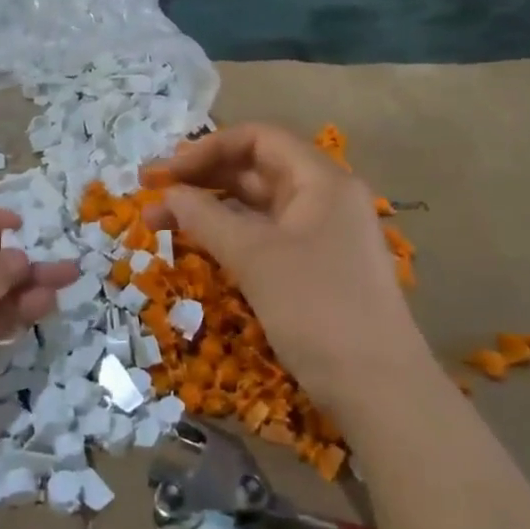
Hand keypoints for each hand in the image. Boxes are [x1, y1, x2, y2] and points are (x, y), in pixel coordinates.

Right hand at [142, 125, 431, 420]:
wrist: (379, 389)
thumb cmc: (317, 309)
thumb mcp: (255, 257)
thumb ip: (206, 218)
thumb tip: (166, 194)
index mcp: (321, 180)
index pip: (258, 139)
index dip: (206, 149)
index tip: (164, 174)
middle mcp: (324, 198)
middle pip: (256, 169)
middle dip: (201, 178)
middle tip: (150, 195)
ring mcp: (321, 234)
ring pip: (257, 206)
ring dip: (210, 209)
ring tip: (161, 223)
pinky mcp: (315, 268)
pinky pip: (265, 237)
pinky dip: (230, 236)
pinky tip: (198, 246)